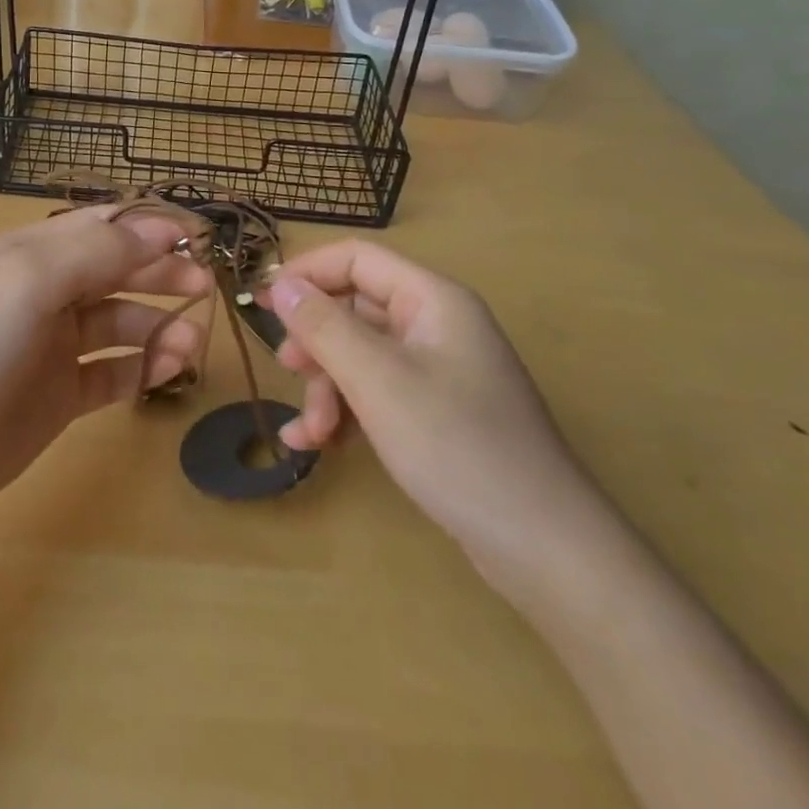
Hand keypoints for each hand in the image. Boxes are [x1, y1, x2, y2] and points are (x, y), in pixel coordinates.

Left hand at [0, 206, 210, 539]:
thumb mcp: (30, 279)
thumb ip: (98, 250)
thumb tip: (160, 231)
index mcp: (32, 254)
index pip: (100, 227)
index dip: (147, 229)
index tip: (195, 239)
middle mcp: (45, 293)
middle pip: (116, 272)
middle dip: (160, 275)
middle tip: (205, 287)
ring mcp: (53, 347)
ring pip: (120, 323)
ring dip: (158, 325)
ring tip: (192, 343)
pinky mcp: (60, 396)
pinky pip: (113, 372)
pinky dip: (143, 367)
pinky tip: (169, 370)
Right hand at [263, 241, 607, 590]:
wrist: (545, 549)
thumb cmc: (457, 446)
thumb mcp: (377, 380)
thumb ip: (324, 326)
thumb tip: (281, 283)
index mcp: (432, 299)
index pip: (357, 259)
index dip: (307, 273)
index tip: (263, 304)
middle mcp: (436, 324)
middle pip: (356, 308)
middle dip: (316, 341)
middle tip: (286, 369)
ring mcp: (439, 370)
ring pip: (361, 355)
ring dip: (327, 387)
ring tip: (310, 433)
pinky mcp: (437, 412)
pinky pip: (378, 392)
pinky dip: (346, 412)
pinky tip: (319, 446)